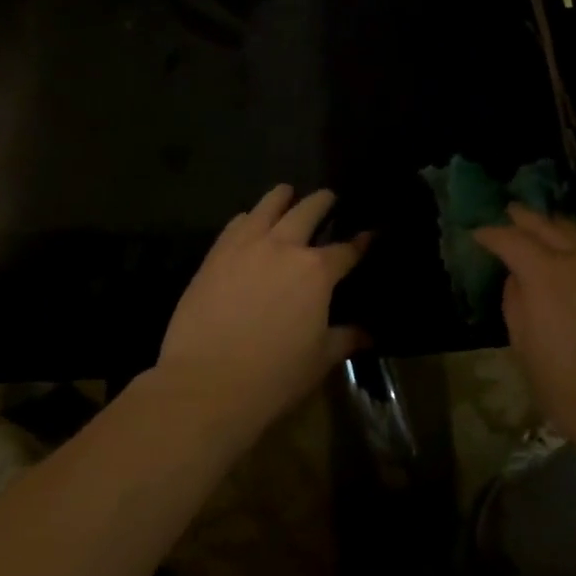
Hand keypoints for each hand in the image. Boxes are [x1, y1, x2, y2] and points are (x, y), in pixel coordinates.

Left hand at [155, 184, 368, 439]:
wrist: (206, 383)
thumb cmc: (273, 375)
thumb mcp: (319, 360)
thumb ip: (344, 339)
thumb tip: (367, 333)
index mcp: (316, 271)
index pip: (346, 250)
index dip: (361, 242)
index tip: (369, 234)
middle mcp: (284, 247)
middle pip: (307, 212)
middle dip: (322, 202)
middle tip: (329, 198)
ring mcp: (246, 247)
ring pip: (267, 207)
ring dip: (282, 197)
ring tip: (287, 192)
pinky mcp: (215, 256)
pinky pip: (235, 224)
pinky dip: (248, 218)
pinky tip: (249, 220)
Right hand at [473, 207, 575, 446]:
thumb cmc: (567, 385)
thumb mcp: (525, 347)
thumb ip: (516, 304)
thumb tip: (518, 280)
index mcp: (545, 273)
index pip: (512, 240)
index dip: (492, 235)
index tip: (479, 234)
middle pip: (548, 226)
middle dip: (526, 218)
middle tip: (511, 212)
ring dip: (557, 228)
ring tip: (545, 228)